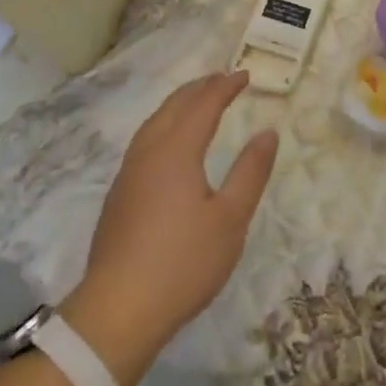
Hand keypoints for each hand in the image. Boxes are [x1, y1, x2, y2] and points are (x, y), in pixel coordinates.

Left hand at [61, 72, 276, 385]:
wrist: (118, 310)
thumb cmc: (183, 262)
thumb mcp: (230, 218)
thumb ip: (250, 172)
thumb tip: (267, 133)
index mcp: (176, 150)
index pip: (203, 104)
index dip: (225, 86)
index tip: (245, 75)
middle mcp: (148, 152)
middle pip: (174, 106)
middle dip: (200, 88)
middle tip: (223, 79)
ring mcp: (128, 174)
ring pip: (154, 122)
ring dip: (179, 104)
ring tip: (197, 102)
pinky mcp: (119, 196)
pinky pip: (144, 141)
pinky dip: (164, 125)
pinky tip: (169, 143)